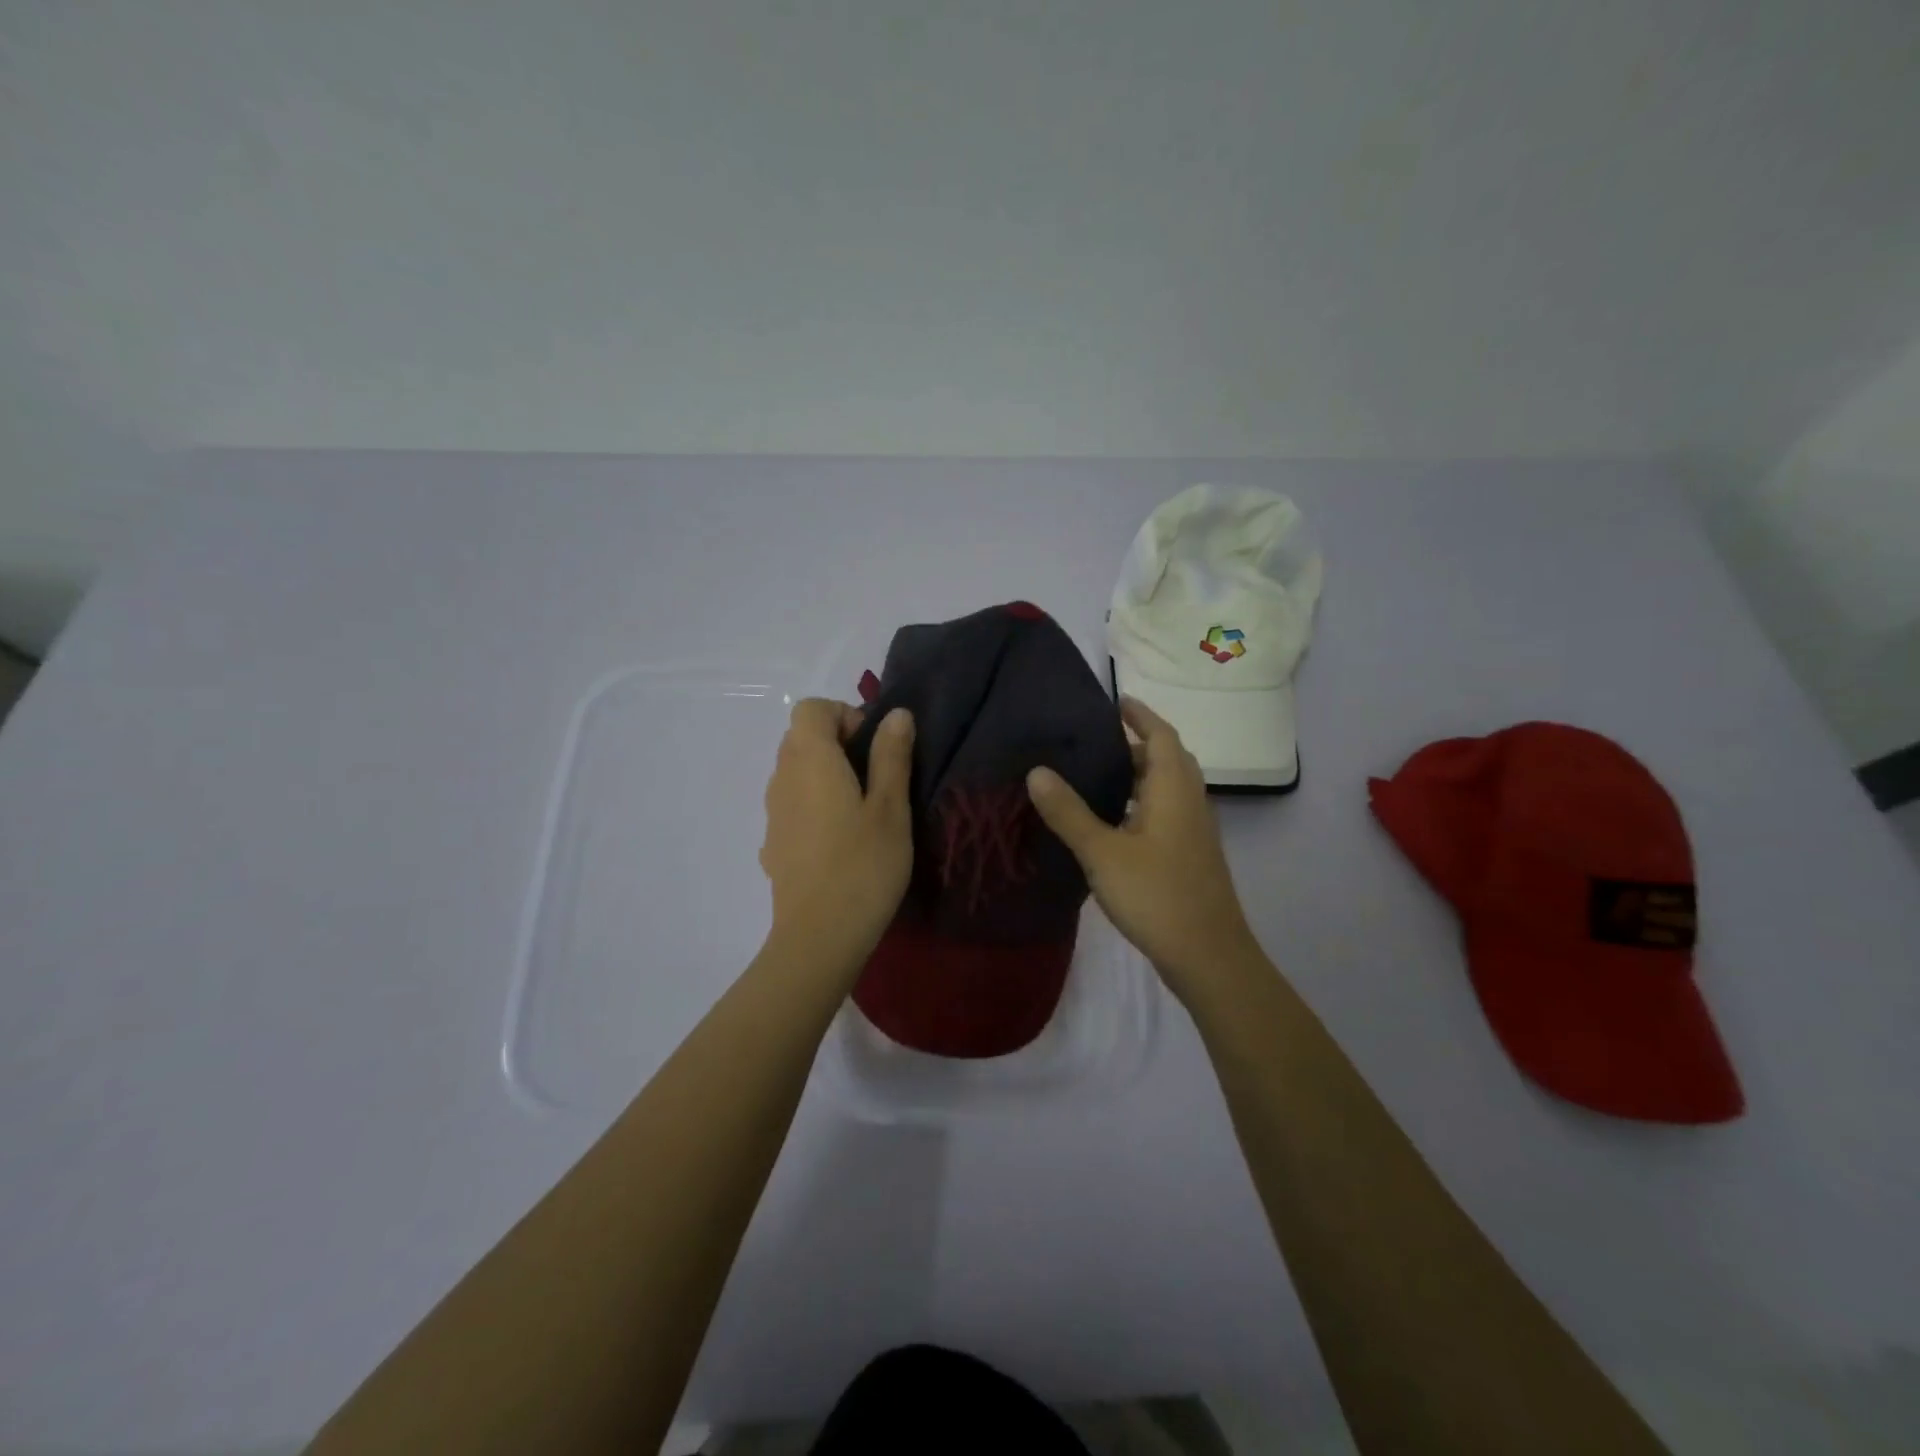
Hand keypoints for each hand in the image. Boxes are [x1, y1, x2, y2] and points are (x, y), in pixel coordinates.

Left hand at [760, 698, 914, 974]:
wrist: (819, 937)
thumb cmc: (863, 865)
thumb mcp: (891, 807)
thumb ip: (891, 756)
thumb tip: (895, 715)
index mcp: (810, 760)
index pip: (811, 709)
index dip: (844, 716)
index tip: (875, 748)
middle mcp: (782, 778)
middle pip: (801, 738)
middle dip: (838, 744)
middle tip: (876, 778)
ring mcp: (773, 813)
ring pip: (795, 773)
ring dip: (826, 776)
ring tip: (862, 812)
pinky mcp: (773, 844)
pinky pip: (792, 805)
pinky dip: (814, 806)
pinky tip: (840, 843)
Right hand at [1026, 698, 1260, 1002]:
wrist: (1208, 956)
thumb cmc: (1157, 895)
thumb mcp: (1103, 852)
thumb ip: (1069, 812)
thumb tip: (1037, 770)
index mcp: (1173, 790)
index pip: (1161, 736)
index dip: (1141, 715)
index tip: (1116, 701)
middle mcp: (1190, 802)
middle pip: (1168, 759)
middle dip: (1138, 744)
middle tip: (1097, 740)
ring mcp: (1194, 831)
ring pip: (1168, 788)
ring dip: (1141, 775)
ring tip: (1100, 775)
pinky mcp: (1190, 856)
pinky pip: (1167, 812)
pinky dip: (1143, 803)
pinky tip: (1115, 823)